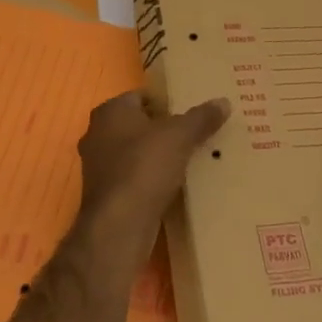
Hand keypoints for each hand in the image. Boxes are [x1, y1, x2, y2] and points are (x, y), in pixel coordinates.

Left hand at [74, 91, 229, 251]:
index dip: (167, 102)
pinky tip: (174, 186)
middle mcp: (97, 134)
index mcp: (110, 111)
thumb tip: (224, 102)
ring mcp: (98, 167)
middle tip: (194, 134)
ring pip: (135, 153)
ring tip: (189, 160)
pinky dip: (150, 179)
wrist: (119, 225)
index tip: (191, 112)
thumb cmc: (145, 166)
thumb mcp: (180, 136)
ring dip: (157, 156)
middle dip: (163, 130)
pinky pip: (133, 178)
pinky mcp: (105, 195)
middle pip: (138, 125)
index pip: (141, 96)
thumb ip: (201, 117)